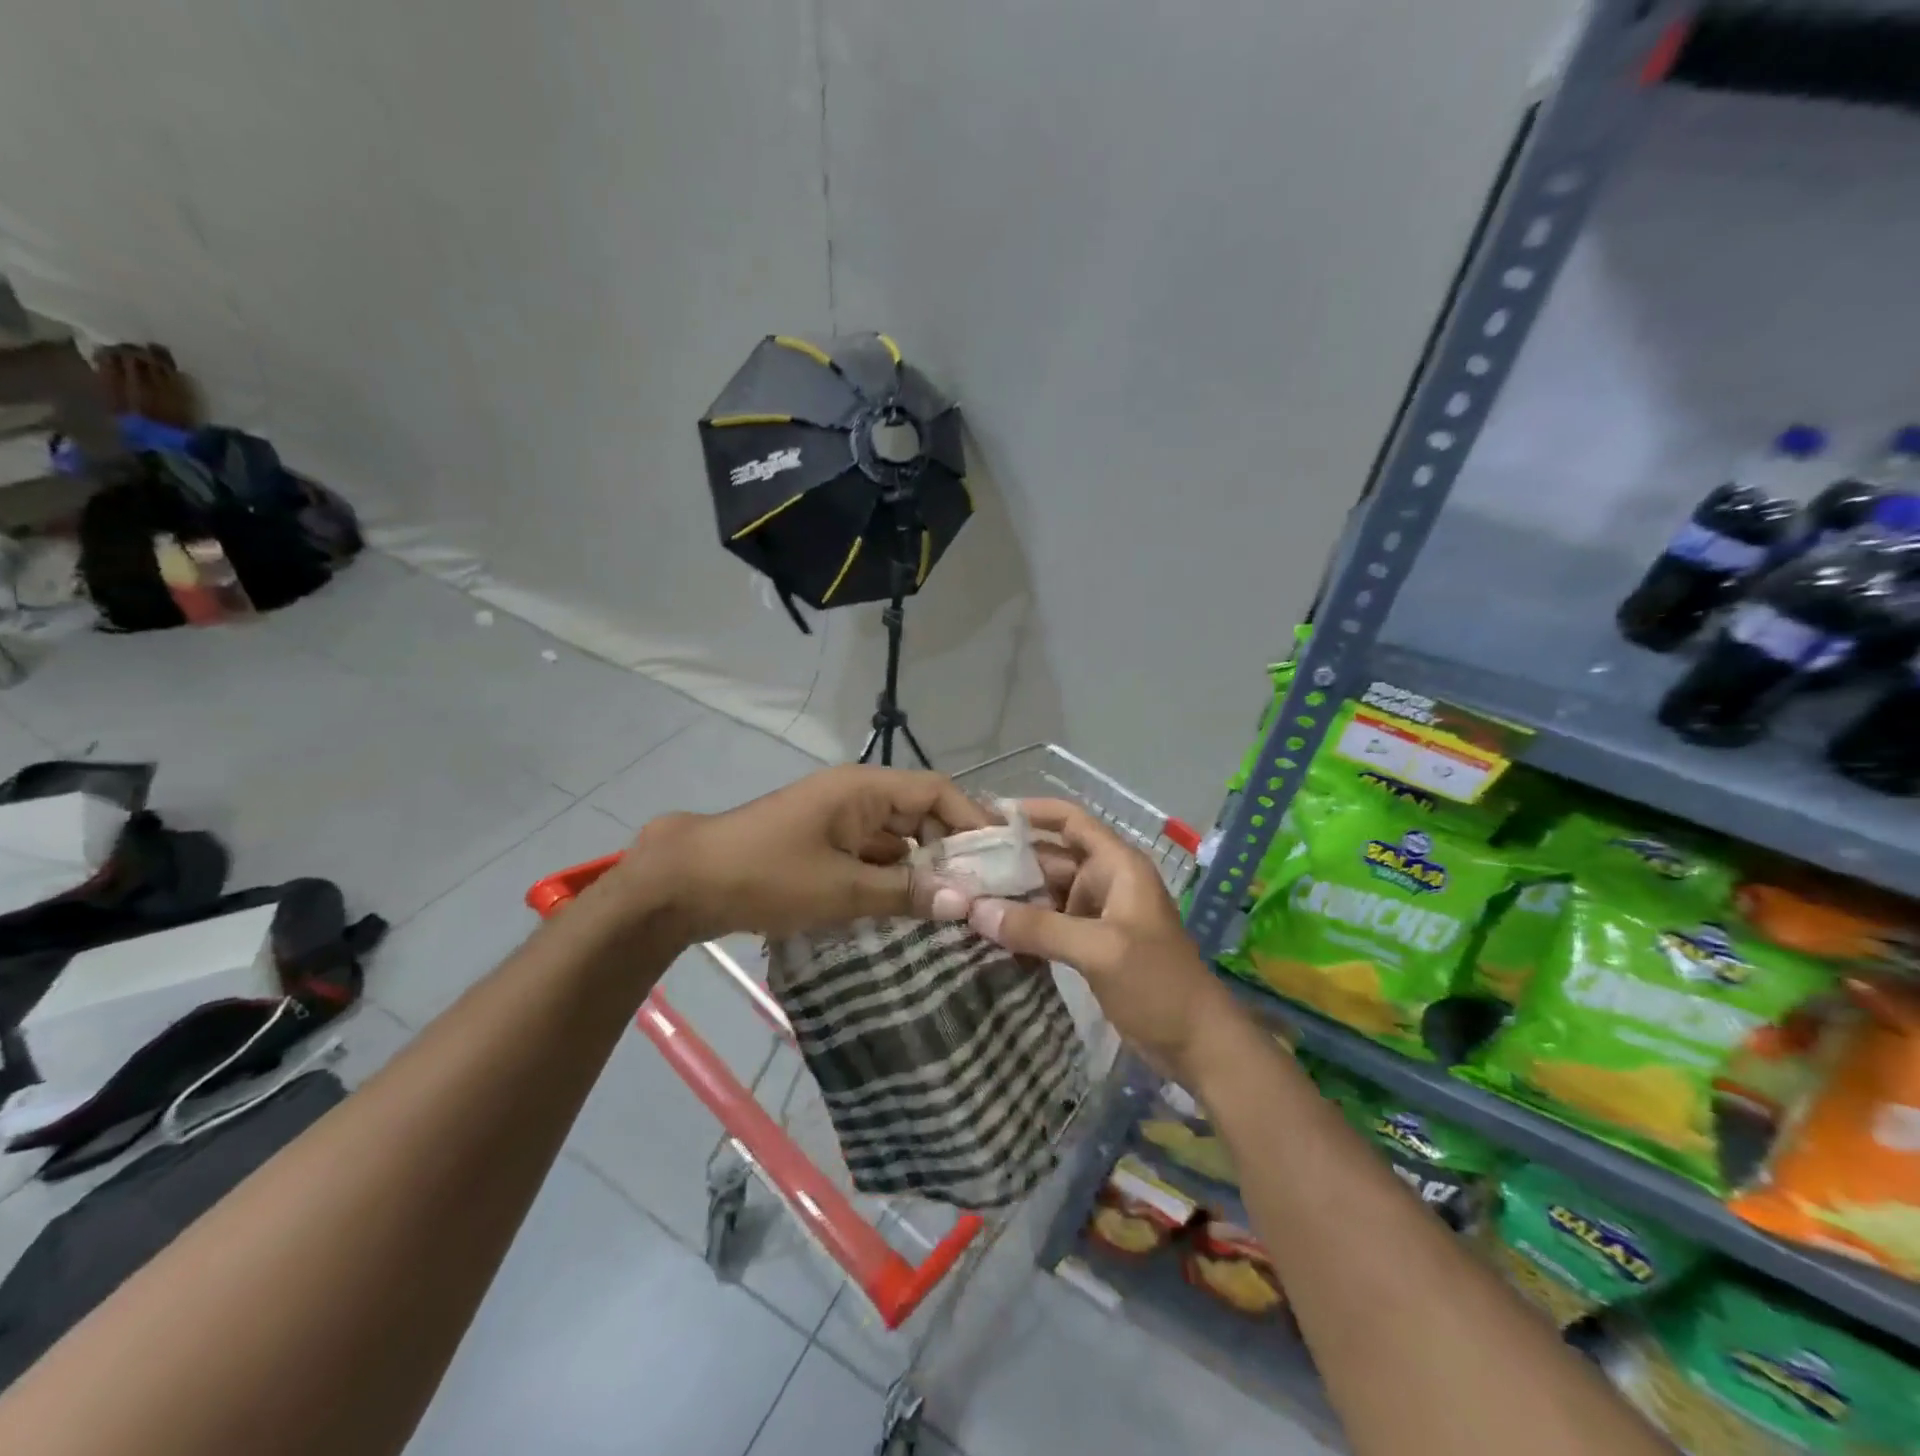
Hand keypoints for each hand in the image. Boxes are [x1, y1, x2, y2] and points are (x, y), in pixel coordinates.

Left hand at [612, 765, 993, 941]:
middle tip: (982, 892)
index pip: (936, 791)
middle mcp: (856, 796)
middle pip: (920, 814)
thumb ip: (905, 893)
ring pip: (897, 839)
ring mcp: (837, 821)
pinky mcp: (823, 845)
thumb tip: (964, 902)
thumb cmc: (765, 875)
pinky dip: (893, 878)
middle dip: (951, 850)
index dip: (972, 819)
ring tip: (956, 906)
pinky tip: (911, 909)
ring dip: (922, 868)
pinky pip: (872, 855)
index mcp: (863, 789)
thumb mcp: (840, 888)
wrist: (683, 883)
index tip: (1001, 858)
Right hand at [966, 798, 1240, 1082]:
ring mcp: (1097, 914)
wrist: (1196, 1045)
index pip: (1071, 821)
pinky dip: (1023, 923)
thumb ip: (1038, 928)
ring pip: (1047, 891)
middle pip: (1051, 856)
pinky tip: (989, 929)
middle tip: (960, 864)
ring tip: (964, 894)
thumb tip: (975, 910)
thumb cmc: (1157, 984)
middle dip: (1010, 858)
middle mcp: (1105, 881)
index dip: (1033, 812)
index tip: (987, 815)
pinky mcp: (1090, 945)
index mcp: (1117, 866)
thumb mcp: (1099, 950)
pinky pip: (1049, 922)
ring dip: (1013, 893)